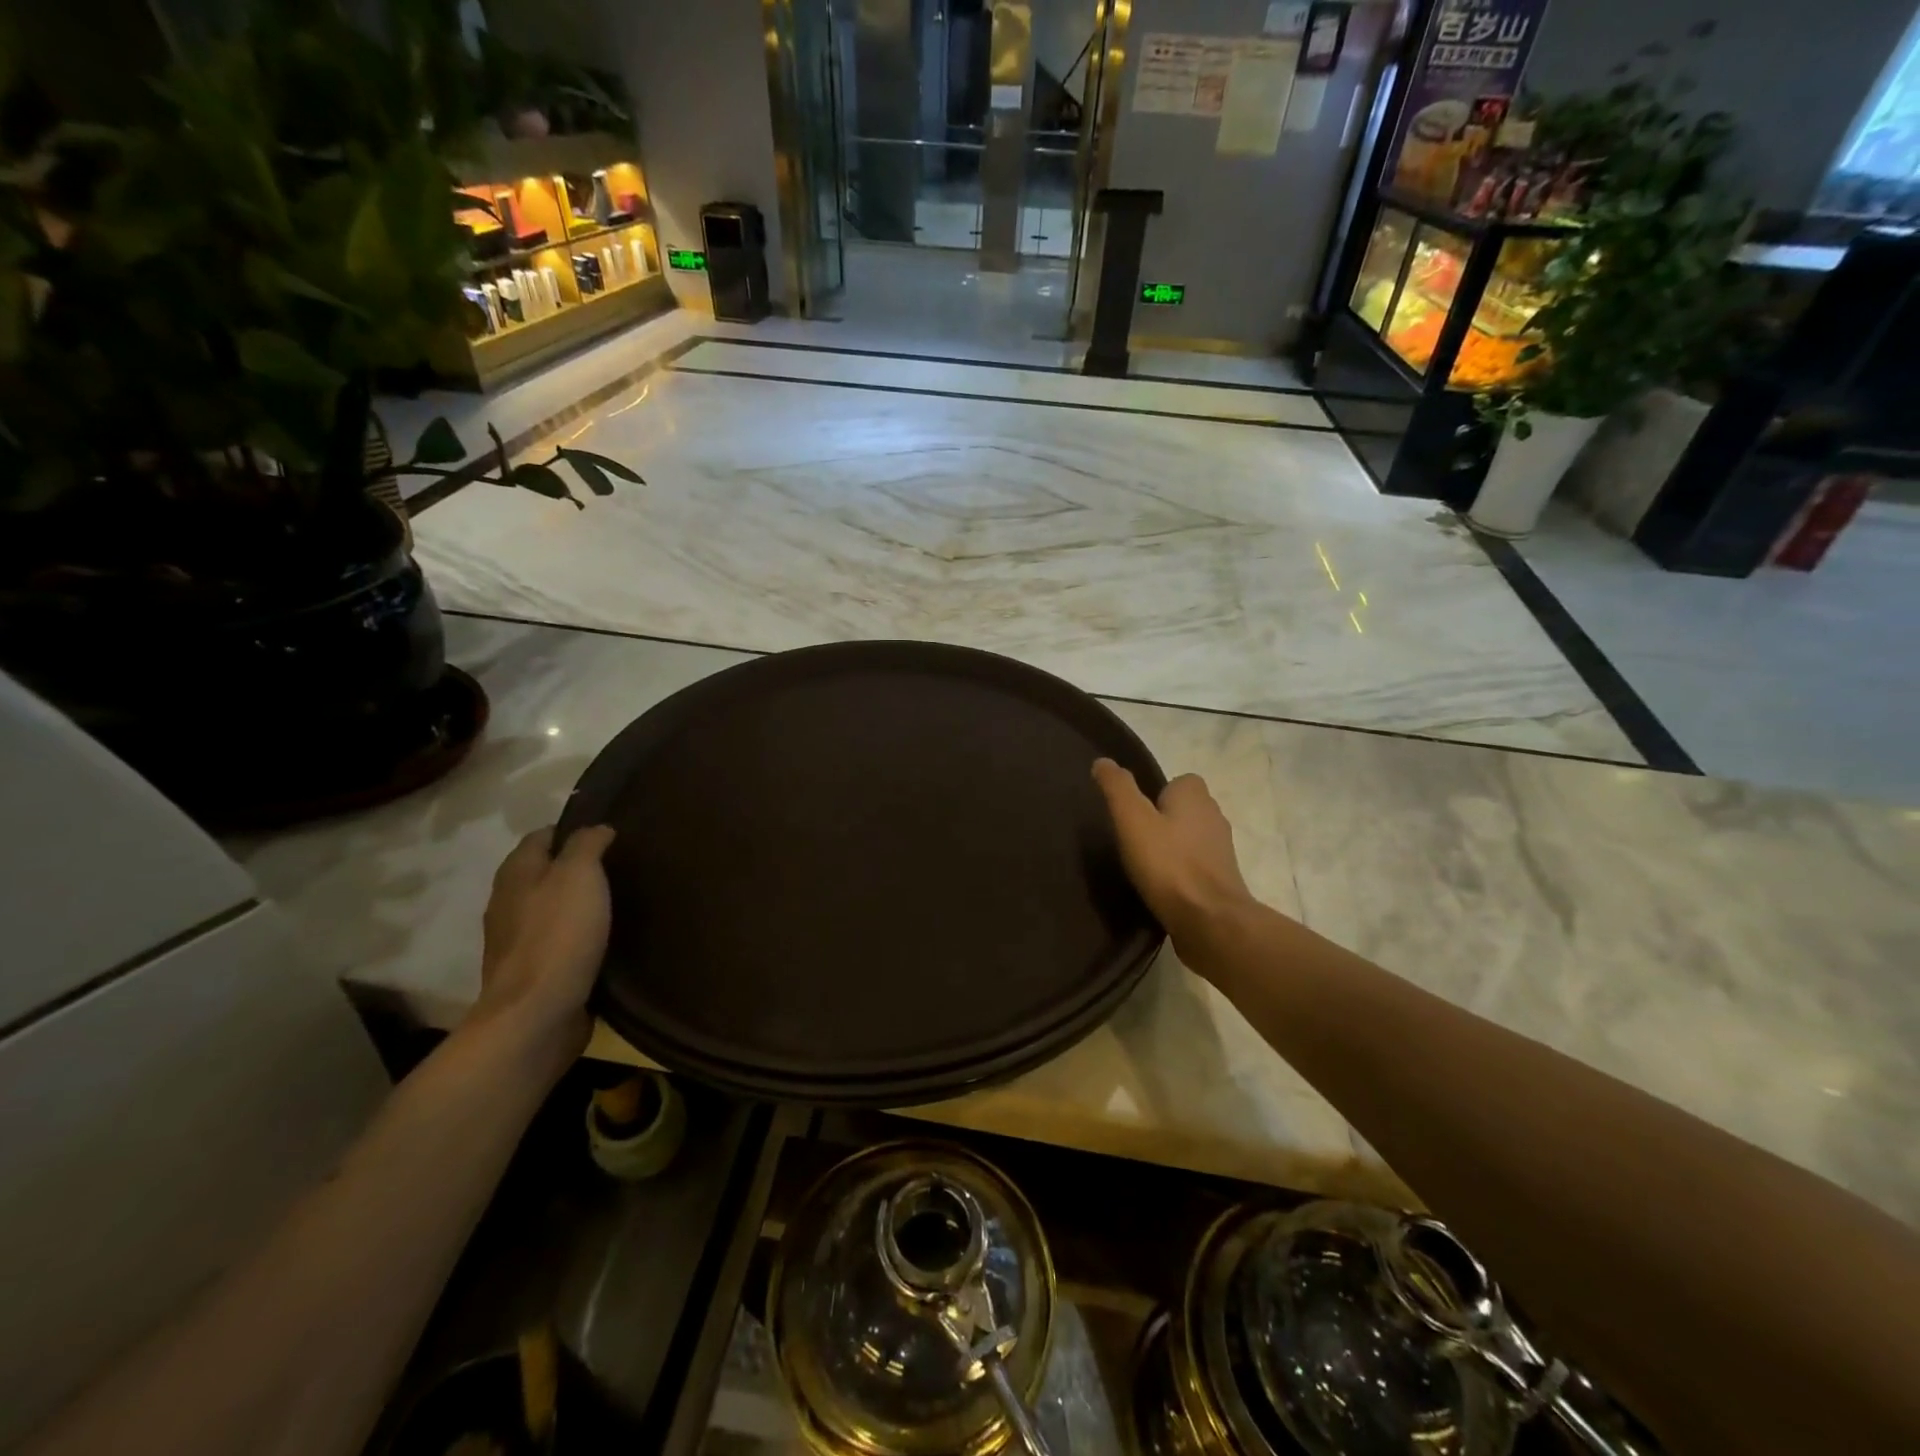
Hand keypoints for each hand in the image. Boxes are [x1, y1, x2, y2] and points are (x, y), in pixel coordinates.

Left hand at [474, 825, 617, 1063]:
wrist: (536, 1014)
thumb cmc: (558, 934)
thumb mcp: (579, 874)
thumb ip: (587, 844)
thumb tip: (598, 829)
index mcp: (516, 873)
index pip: (542, 835)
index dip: (574, 830)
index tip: (611, 835)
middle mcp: (509, 902)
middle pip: (545, 872)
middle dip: (578, 867)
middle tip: (621, 866)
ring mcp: (518, 940)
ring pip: (552, 907)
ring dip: (579, 903)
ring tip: (620, 900)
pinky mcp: (534, 972)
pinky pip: (560, 941)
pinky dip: (580, 934)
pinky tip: (607, 937)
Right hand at [1092, 760, 1255, 965]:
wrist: (1210, 921)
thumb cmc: (1169, 864)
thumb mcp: (1132, 820)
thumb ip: (1117, 788)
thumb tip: (1103, 761)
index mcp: (1196, 797)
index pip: (1179, 781)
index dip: (1157, 793)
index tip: (1135, 813)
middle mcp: (1214, 818)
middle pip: (1186, 809)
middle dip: (1163, 820)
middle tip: (1135, 839)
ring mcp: (1221, 851)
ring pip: (1191, 838)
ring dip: (1173, 847)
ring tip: (1145, 865)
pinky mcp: (1222, 881)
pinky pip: (1196, 866)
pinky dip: (1180, 872)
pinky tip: (1161, 887)